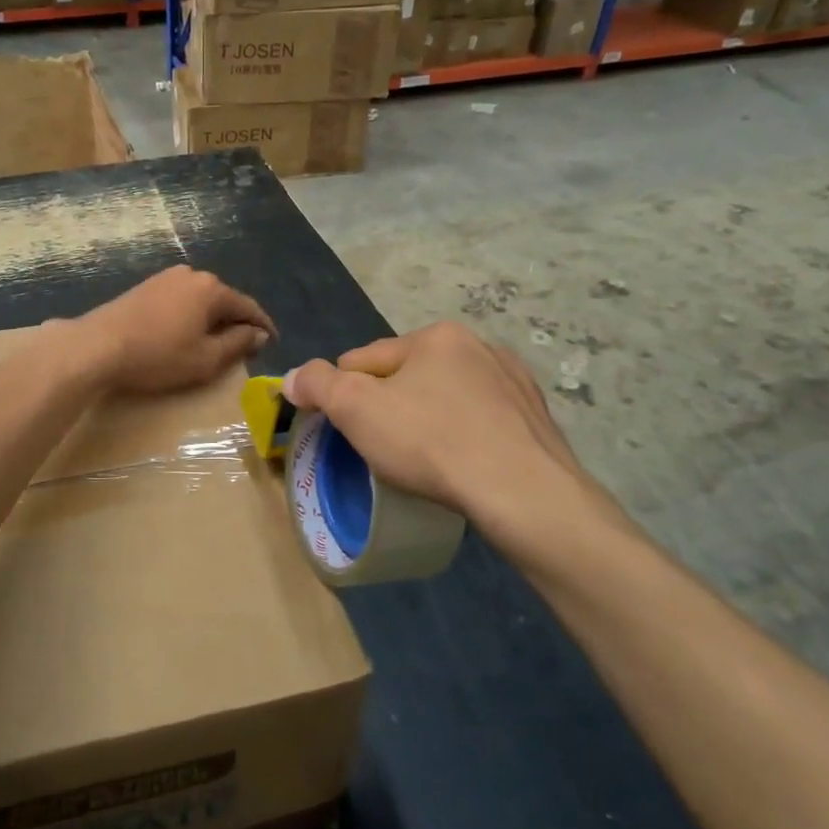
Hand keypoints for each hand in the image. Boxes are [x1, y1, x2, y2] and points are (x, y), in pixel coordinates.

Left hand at [74, 267, 275, 394]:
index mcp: (212, 289)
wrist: (97, 346)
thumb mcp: (206, 359)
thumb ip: (238, 344)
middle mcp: (192, 274)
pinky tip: (186, 332)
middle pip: (225, 300)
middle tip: (245, 347)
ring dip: (212, 319)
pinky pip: (181, 300)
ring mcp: (166, 278)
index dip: (263, 326)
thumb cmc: (158, 355)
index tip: (273, 342)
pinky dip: (191, 315)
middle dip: (237, 322)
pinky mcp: (146, 286)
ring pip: (202, 299)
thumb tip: (258, 334)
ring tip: (215, 342)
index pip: (248, 307)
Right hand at [282, 323, 633, 568]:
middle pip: (408, 376)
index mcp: (436, 336)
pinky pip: (482, 420)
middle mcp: (479, 346)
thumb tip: (293, 378)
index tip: (341, 429)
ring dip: (429, 418)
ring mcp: (514, 382)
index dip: (343, 393)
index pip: (365, 359)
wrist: (523, 493)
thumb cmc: (431, 443)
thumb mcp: (356, 409)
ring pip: (447, 397)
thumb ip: (317, 385)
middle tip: (382, 449)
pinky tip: (463, 463)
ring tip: (424, 460)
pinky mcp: (536, 418)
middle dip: (390, 405)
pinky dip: (466, 434)